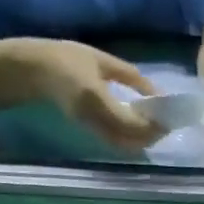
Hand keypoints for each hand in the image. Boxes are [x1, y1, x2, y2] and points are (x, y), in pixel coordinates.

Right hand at [25, 39, 163, 150]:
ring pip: (123, 145)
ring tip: (155, 127)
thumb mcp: (101, 60)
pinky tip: (139, 128)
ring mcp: (89, 127)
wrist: (34, 70)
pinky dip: (131, 140)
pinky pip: (115, 143)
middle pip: (129, 139)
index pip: (131, 121)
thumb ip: (131, 76)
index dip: (152, 124)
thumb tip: (157, 93)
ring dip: (142, 141)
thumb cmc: (66, 58)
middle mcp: (93, 118)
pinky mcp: (88, 131)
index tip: (168, 118)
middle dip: (151, 136)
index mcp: (95, 97)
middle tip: (166, 124)